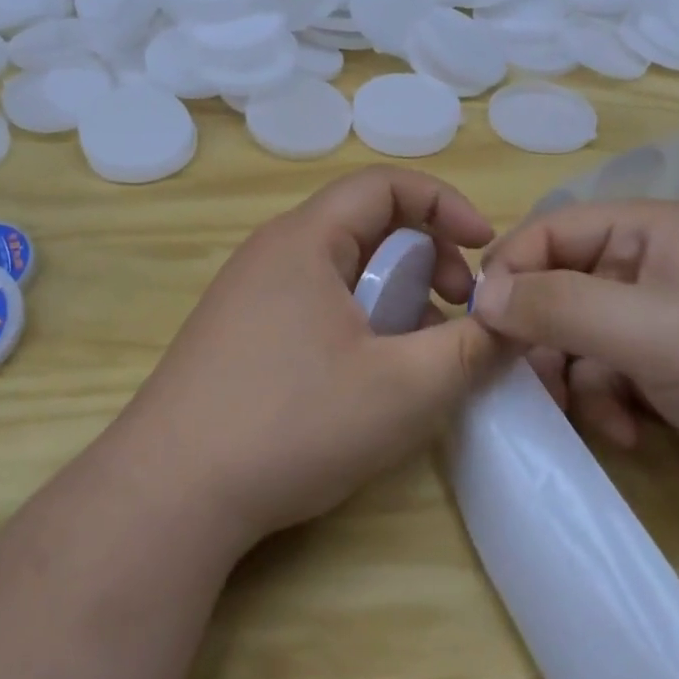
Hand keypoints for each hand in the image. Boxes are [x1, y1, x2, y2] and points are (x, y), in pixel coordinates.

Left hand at [116, 168, 508, 548]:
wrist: (170, 492)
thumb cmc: (292, 423)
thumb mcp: (404, 389)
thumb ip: (470, 349)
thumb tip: (507, 324)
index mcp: (305, 239)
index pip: (385, 185)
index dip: (445, 205)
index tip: (487, 250)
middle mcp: (271, 253)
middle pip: (364, 226)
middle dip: (425, 258)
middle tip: (456, 311)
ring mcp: (247, 294)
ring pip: (340, 271)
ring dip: (392, 297)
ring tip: (417, 355)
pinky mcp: (237, 334)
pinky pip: (312, 304)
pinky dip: (356, 322)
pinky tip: (366, 379)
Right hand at [472, 199, 678, 520]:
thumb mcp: (647, 329)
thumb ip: (558, 306)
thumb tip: (482, 298)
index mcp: (642, 231)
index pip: (547, 232)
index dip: (511, 273)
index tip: (484, 326)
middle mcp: (644, 267)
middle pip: (556, 290)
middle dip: (543, 341)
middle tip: (534, 385)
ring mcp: (656, 320)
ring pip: (574, 340)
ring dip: (573, 381)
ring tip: (594, 419)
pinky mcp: (666, 369)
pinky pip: (603, 375)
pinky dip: (603, 405)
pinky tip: (628, 435)